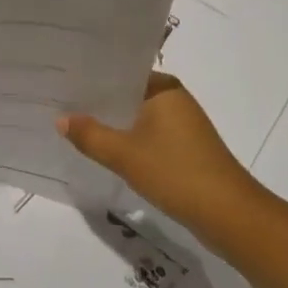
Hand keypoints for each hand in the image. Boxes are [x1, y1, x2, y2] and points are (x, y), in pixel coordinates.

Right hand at [58, 74, 268, 246]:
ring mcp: (183, 124)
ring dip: (113, 124)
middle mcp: (175, 98)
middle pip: (128, 96)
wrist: (228, 214)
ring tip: (75, 127)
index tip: (61, 81)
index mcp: (163, 87)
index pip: (121, 73)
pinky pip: (148, 136)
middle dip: (98, 103)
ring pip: (137, 118)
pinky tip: (105, 151)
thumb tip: (61, 118)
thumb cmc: (175, 172)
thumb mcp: (124, 154)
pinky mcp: (186, 148)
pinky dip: (128, 141)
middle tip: (59, 104)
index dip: (91, 79)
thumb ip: (90, 135)